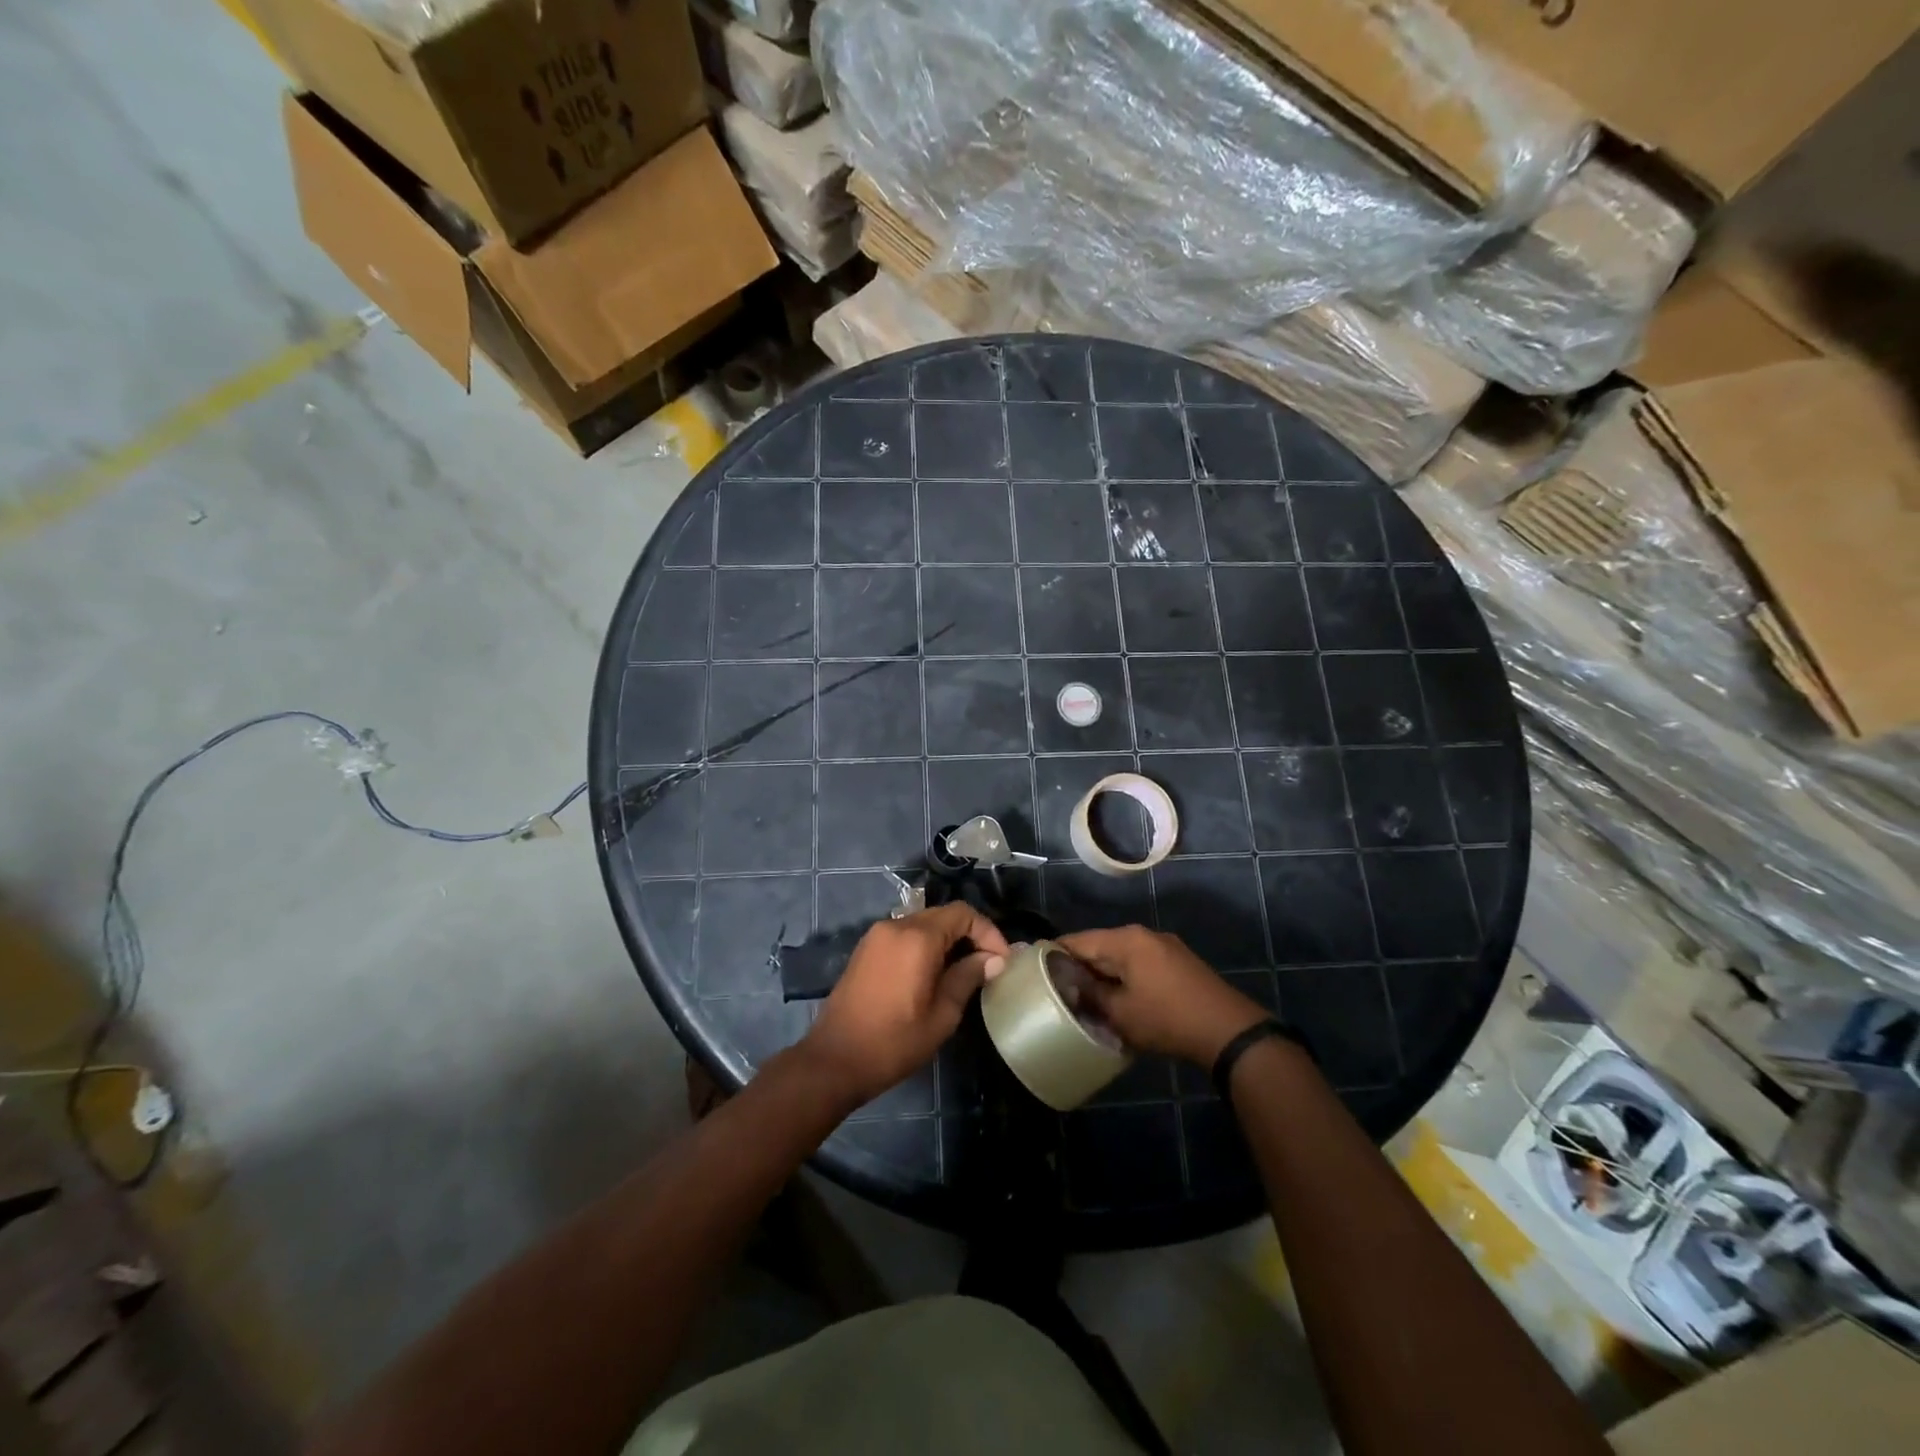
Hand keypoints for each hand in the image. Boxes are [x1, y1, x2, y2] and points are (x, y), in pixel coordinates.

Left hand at [800, 904, 1009, 1108]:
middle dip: (970, 935)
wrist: (834, 1060)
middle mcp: (896, 925)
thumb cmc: (894, 1042)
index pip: (963, 913)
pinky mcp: (866, 949)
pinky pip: (905, 935)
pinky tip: (934, 974)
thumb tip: (993, 960)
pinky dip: (925, 946)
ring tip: (964, 972)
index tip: (1001, 961)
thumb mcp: (942, 1015)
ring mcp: (877, 935)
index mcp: (917, 937)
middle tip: (987, 966)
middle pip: (943, 915)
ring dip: (947, 941)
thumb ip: (968, 977)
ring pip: (923, 924)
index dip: (988, 932)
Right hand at [1057, 926, 1266, 1066]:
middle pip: (1098, 946)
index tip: (1036, 975)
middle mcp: (1142, 934)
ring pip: (1120, 956)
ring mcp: (1163, 946)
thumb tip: (1067, 985)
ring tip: (1086, 999)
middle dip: (1079, 968)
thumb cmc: (1166, 1019)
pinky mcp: (1178, 962)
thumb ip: (1090, 994)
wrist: (1228, 1031)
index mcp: (1125, 940)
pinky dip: (1124, 977)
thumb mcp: (1120, 1012)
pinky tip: (1118, 999)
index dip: (1053, 956)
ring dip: (1103, 975)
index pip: (1077, 940)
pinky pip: (1139, 963)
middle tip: (1060, 992)